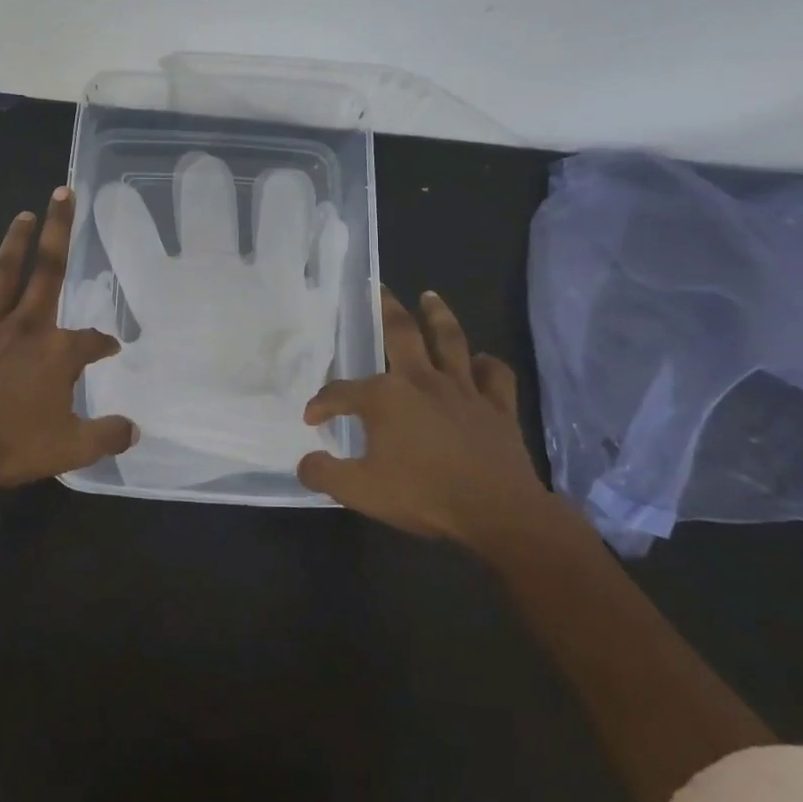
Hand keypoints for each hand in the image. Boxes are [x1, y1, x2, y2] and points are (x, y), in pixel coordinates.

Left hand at [0, 186, 138, 487]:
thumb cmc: (11, 445)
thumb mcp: (71, 448)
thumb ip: (106, 436)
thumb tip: (135, 429)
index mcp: (56, 353)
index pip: (91, 341)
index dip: (103, 344)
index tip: (111, 347)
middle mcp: (25, 327)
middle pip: (48, 271)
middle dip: (59, 231)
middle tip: (64, 192)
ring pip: (3, 274)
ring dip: (15, 241)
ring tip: (25, 213)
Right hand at [298, 288, 573, 553]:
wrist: (496, 512)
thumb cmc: (422, 495)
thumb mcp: (359, 491)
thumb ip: (325, 474)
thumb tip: (305, 462)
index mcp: (385, 397)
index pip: (341, 392)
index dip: (322, 404)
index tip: (313, 420)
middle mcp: (422, 380)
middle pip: (402, 334)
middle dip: (387, 309)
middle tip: (380, 289)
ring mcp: (463, 390)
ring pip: (450, 341)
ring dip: (439, 316)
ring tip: (430, 297)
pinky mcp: (497, 407)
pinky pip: (494, 375)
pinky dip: (487, 364)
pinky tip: (480, 361)